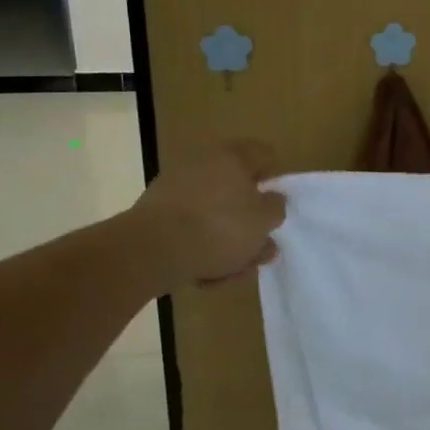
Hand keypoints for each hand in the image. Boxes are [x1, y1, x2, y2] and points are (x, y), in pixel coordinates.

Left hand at [126, 140, 285, 289]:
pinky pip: (189, 228)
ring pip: (213, 215)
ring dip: (226, 241)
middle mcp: (203, 164)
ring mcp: (176, 188)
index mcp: (233, 158)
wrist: (153, 249)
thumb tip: (274, 198)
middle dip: (249, 222)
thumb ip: (276, 208)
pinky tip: (207, 274)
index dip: (273, 177)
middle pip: (236, 190)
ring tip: (235, 271)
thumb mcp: (264, 221)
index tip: (277, 203)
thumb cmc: (220, 228)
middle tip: (259, 248)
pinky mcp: (156, 213)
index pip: (263, 154)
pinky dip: (200, 246)